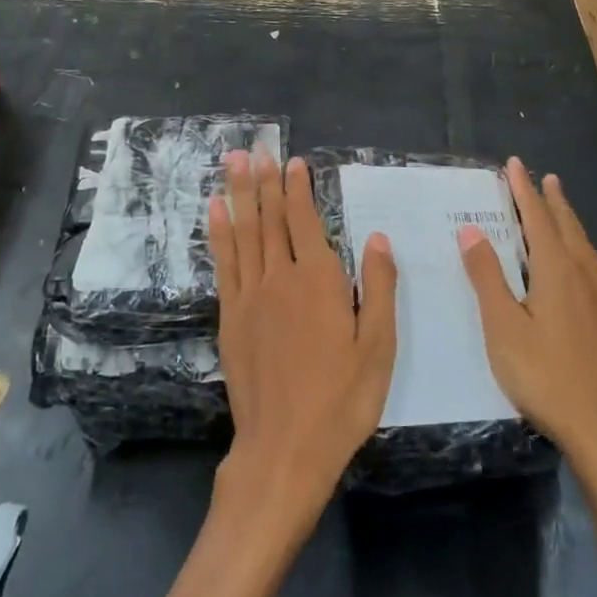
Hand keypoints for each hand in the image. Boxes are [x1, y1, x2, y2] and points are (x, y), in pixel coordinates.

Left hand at [207, 151, 396, 534]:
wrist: (285, 448)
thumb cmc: (342, 400)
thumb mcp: (379, 347)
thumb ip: (380, 288)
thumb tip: (377, 238)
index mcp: (320, 281)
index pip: (305, 221)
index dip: (298, 188)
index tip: (292, 161)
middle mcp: (281, 278)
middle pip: (270, 218)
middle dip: (263, 180)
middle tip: (255, 147)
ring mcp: (250, 296)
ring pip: (244, 232)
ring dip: (238, 193)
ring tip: (232, 162)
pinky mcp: (231, 316)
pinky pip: (224, 263)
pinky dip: (220, 232)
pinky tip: (216, 212)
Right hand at [459, 159, 596, 478]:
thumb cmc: (544, 376)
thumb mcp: (503, 327)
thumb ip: (487, 276)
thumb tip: (472, 230)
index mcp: (557, 270)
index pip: (538, 218)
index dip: (524, 190)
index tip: (515, 164)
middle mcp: (587, 273)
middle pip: (568, 226)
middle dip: (552, 200)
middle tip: (544, 178)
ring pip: (586, 246)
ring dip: (569, 223)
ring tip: (560, 211)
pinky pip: (596, 268)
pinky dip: (581, 250)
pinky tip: (582, 266)